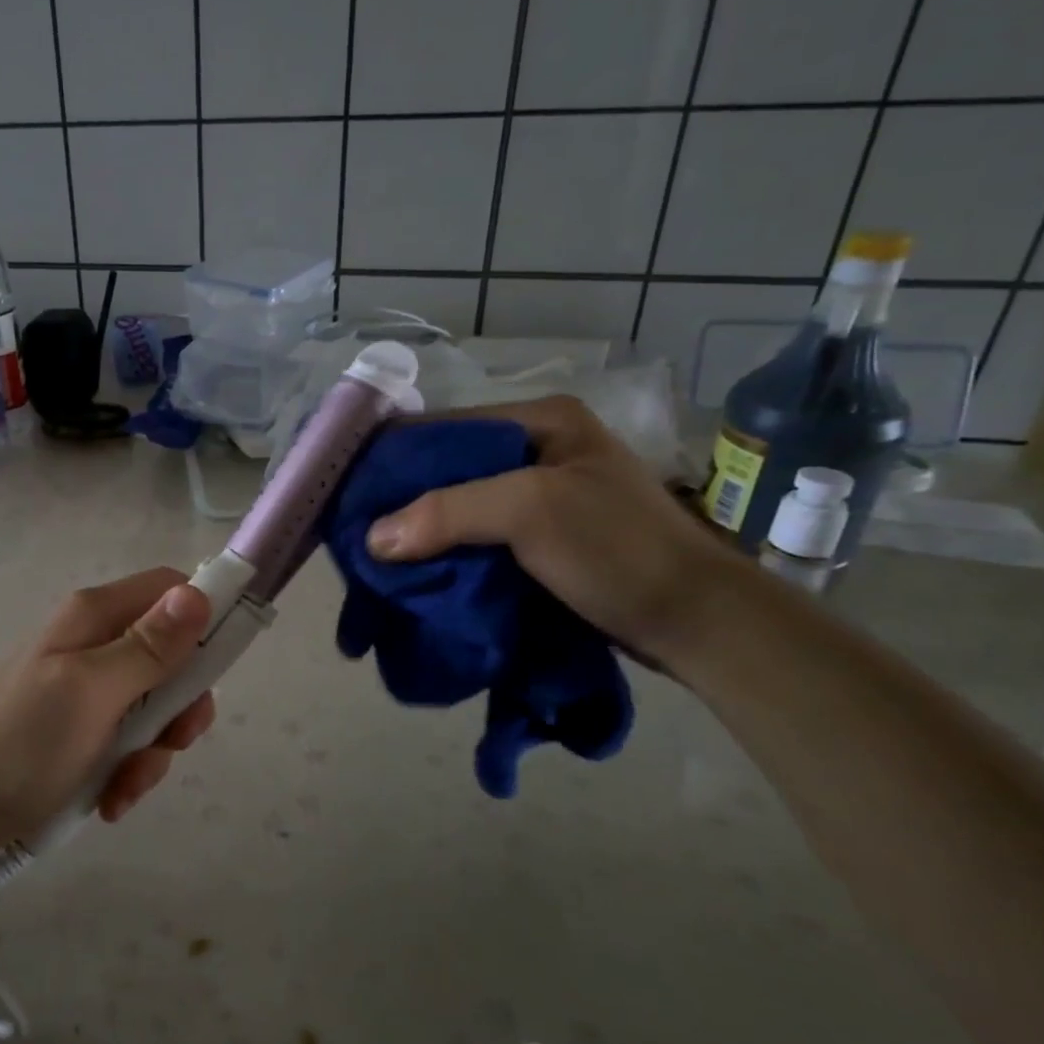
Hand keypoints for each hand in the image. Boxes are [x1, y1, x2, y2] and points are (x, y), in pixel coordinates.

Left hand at [0, 568, 215, 845]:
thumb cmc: (23, 742)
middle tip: (171, 742)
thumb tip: (199, 592)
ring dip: (152, 750)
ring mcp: (86, 687)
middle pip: (171, 654)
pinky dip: (126, 770)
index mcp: (95, 616)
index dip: (204, 617)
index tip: (218, 669)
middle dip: (179, 705)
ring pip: (154, 704)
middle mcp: (94, 642)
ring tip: (122, 787)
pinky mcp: (79, 728)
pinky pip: (127, 739)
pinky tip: (108, 799)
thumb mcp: (92, 691)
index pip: (170, 589)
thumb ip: (149, 645)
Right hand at [363, 395, 737, 663]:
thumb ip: (449, 511)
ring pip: (457, 505)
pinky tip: (413, 571)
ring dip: (419, 529)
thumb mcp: (533, 512)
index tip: (346, 489)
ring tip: (372, 554)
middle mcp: (534, 448)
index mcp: (538, 420)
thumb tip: (372, 538)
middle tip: (353, 529)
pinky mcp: (540, 538)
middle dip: (401, 498)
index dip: (393, 456)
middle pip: (447, 467)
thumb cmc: (618, 550)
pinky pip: (474, 536)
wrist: (697, 623)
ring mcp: (539, 495)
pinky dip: (443, 552)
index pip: (443, 427)